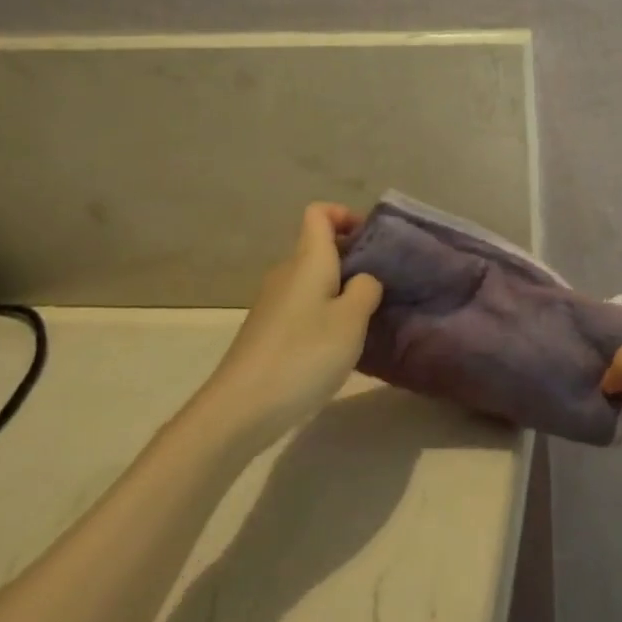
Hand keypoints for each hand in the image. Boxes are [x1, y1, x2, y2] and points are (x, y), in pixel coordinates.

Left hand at [194, 203, 382, 439]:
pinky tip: (338, 344)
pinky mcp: (267, 330)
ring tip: (366, 317)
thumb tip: (364, 280)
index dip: (345, 215)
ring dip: (340, 288)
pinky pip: (303, 305)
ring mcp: (273, 303)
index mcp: (308, 260)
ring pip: (312, 279)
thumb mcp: (352, 320)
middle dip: (352, 257)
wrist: (240, 408)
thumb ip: (367, 289)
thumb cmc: (304, 354)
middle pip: (318, 246)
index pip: (319, 213)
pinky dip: (324, 312)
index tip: (371, 240)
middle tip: (382, 283)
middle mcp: (287, 273)